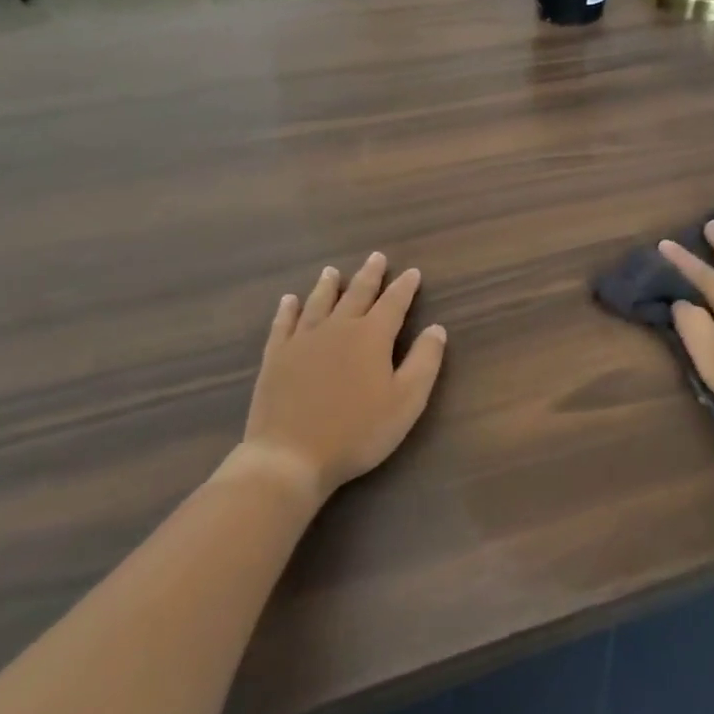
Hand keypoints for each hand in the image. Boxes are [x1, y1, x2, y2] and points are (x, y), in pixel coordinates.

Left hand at [229, 253, 447, 501]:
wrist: (290, 456)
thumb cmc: (357, 432)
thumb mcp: (406, 401)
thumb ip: (424, 362)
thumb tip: (436, 329)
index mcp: (371, 336)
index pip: (393, 303)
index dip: (405, 287)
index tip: (413, 272)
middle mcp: (337, 328)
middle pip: (356, 294)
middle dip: (369, 275)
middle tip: (376, 257)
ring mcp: (302, 340)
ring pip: (318, 303)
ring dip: (328, 285)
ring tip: (332, 271)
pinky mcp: (276, 357)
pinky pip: (283, 324)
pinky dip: (288, 309)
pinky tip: (289, 301)